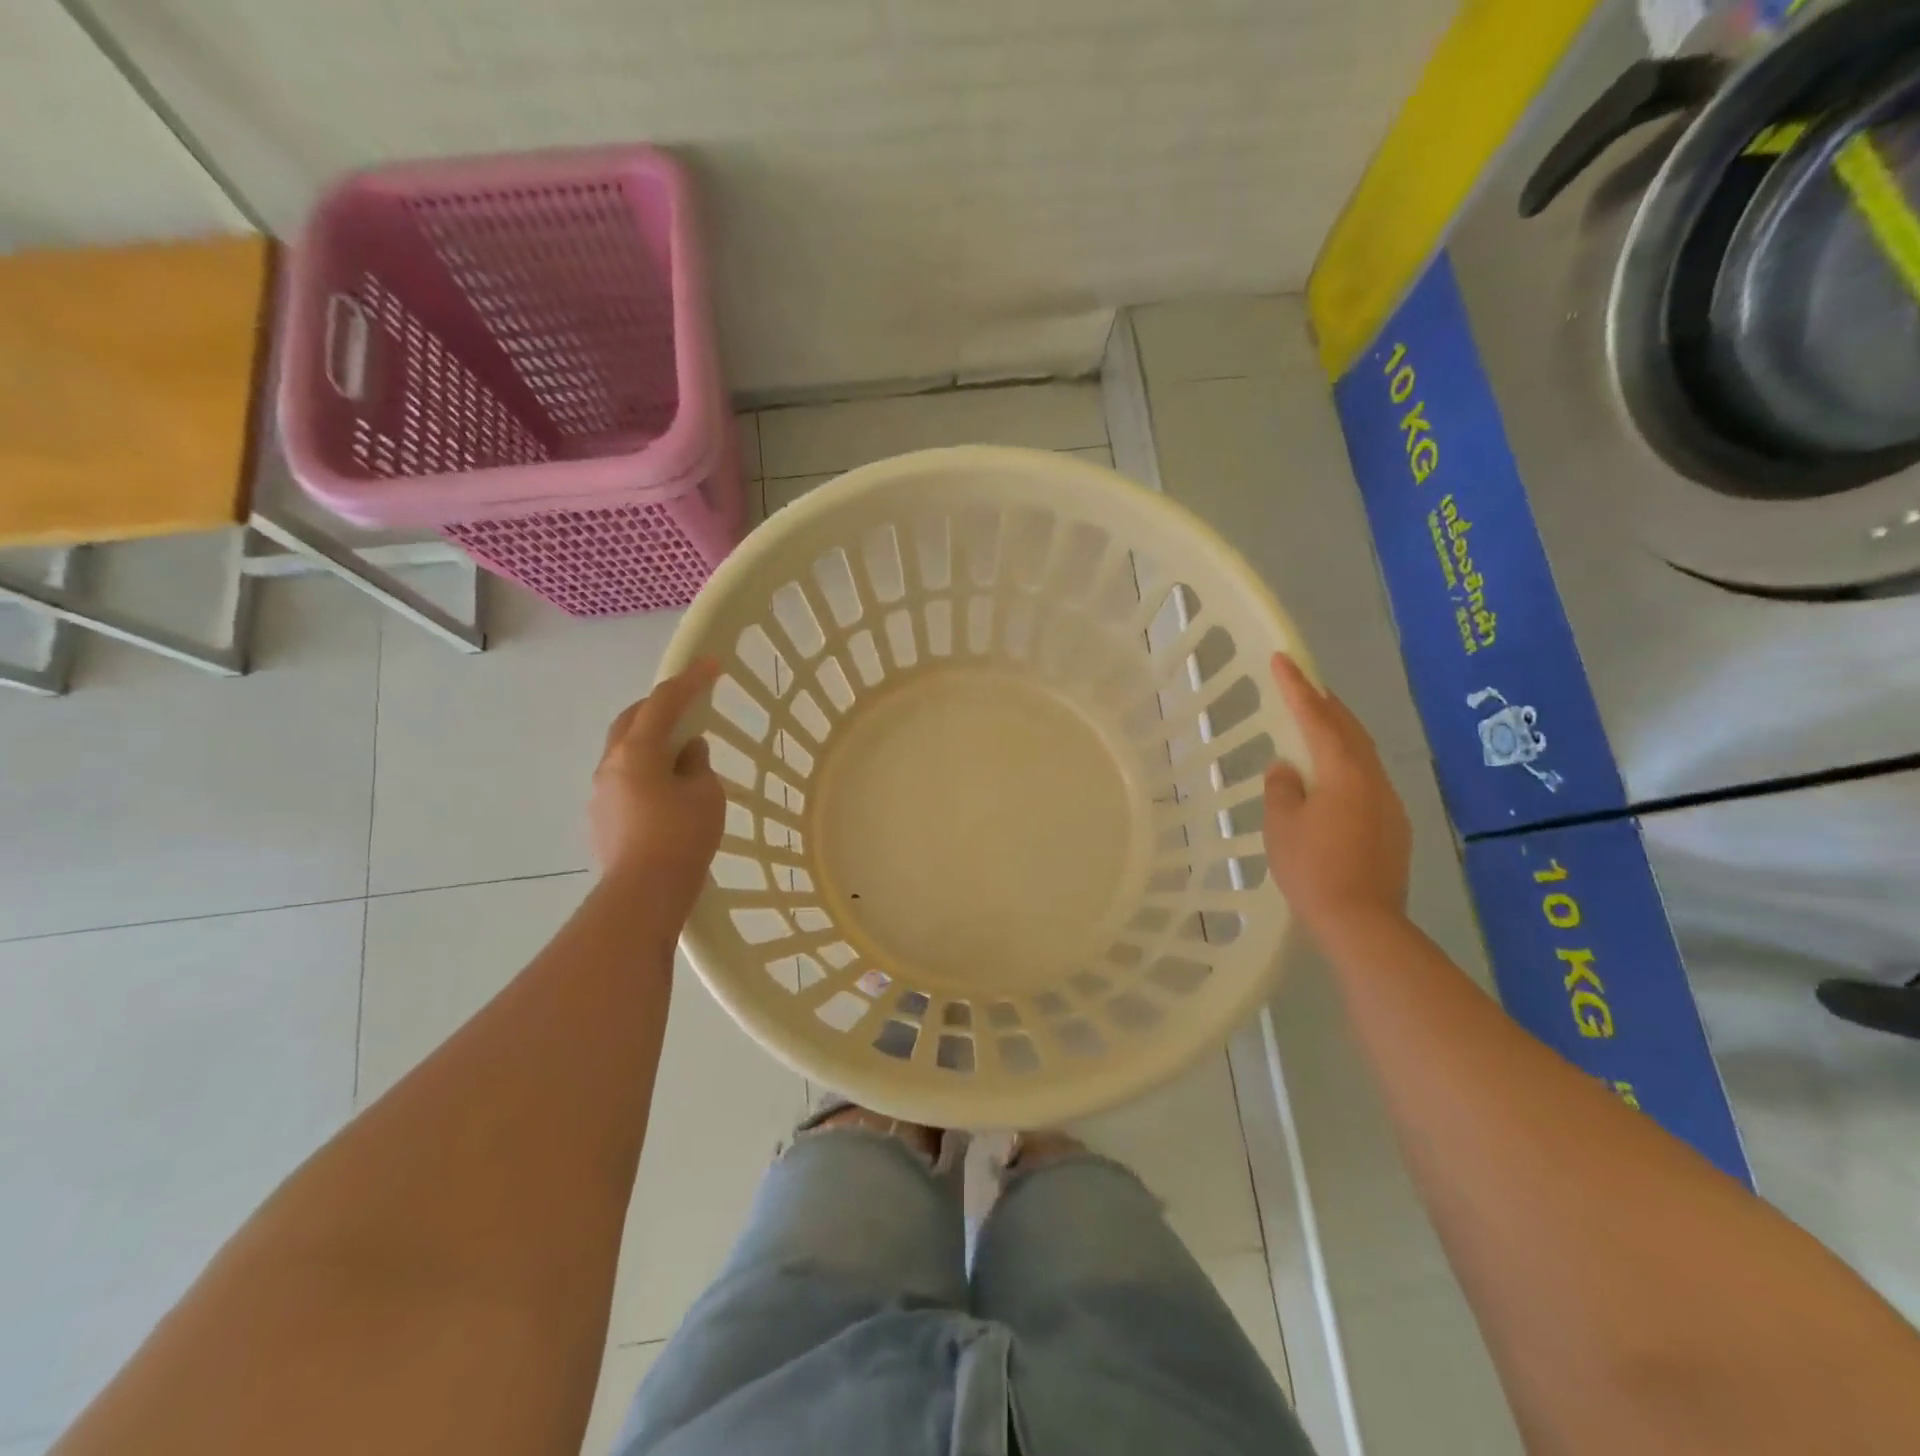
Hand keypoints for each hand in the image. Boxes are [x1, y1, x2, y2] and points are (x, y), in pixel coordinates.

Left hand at [591, 659, 726, 915]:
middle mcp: (610, 765)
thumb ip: (697, 765)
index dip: (689, 681)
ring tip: (681, 755)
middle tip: (688, 705)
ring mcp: (600, 793)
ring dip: (651, 743)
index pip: (663, 702)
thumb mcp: (705, 794)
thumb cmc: (681, 837)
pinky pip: (625, 780)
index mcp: (636, 751)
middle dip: (659, 707)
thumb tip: (687, 752)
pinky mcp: (601, 819)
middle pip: (632, 721)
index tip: (711, 665)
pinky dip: (646, 772)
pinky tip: (667, 792)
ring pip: (625, 752)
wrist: (643, 894)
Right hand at [1262, 653, 1411, 938]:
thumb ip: (1282, 788)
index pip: (1317, 718)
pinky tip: (1332, 781)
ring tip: (1316, 728)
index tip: (1283, 659)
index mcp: (1343, 772)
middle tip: (1304, 687)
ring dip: (1339, 735)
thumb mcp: (1282, 825)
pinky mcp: (1393, 828)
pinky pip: (1368, 782)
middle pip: (1349, 730)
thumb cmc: (1312, 868)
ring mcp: (1389, 804)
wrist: (1362, 922)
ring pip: (1363, 756)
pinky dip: (1348, 767)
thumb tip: (1288, 767)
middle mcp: (1373, 780)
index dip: (1297, 687)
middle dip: (1326, 705)